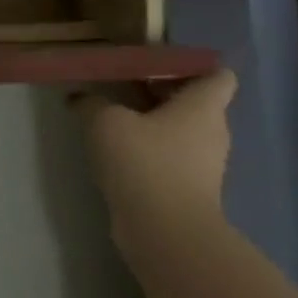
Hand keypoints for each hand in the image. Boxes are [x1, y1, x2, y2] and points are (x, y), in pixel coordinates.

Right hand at [75, 69, 236, 243]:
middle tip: (121, 88)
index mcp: (203, 106)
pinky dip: (148, 151)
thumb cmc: (144, 163)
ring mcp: (203, 164)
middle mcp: (212, 132)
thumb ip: (92, 102)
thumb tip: (80, 96)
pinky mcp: (188, 188)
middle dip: (160, 93)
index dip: (190, 66)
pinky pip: (170, 157)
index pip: (217, 74)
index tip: (154, 66)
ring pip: (180, 131)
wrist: (165, 230)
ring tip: (112, 121)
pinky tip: (117, 154)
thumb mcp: (105, 122)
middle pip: (194, 102)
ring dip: (151, 123)